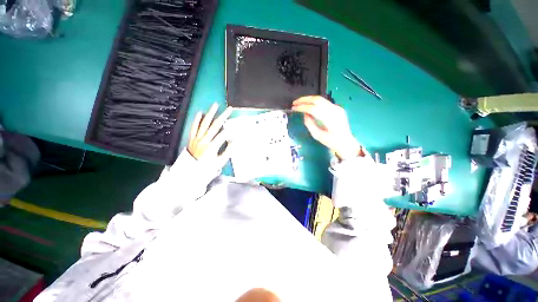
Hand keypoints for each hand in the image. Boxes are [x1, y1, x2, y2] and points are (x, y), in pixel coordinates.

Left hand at [188, 103, 232, 167]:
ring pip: (204, 124)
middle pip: (215, 126)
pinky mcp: (192, 139)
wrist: (190, 172)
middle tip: (229, 109)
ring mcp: (197, 139)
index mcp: (212, 147)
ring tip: (215, 106)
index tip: (236, 127)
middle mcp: (204, 140)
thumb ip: (228, 151)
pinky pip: (194, 128)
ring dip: (210, 114)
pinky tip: (199, 113)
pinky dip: (197, 120)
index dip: (231, 130)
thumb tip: (234, 142)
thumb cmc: (206, 168)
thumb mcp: (220, 162)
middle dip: (223, 116)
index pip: (223, 135)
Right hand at [292, 96, 362, 159]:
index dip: (302, 107)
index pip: (313, 109)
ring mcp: (337, 108)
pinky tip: (309, 105)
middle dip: (304, 100)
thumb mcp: (317, 135)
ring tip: (300, 102)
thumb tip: (304, 114)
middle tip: (295, 102)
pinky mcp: (338, 107)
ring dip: (309, 99)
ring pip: (321, 99)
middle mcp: (334, 110)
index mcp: (330, 119)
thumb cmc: (331, 141)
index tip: (294, 108)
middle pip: (317, 100)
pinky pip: (324, 102)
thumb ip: (309, 124)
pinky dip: (314, 102)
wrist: (346, 142)